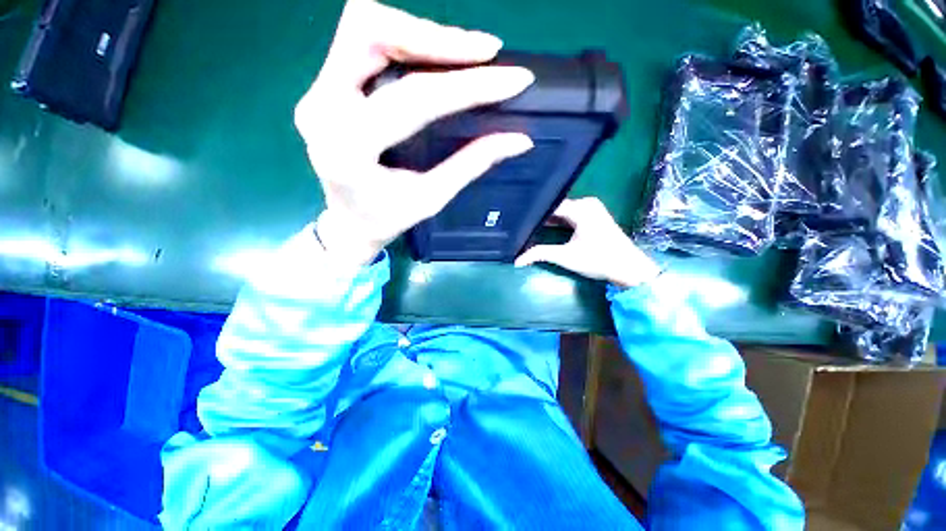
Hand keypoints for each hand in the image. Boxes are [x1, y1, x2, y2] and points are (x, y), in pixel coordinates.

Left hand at [294, 0, 535, 265]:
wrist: (349, 222)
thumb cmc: (387, 219)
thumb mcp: (431, 198)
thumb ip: (470, 164)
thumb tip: (519, 140)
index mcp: (349, 149)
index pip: (414, 100)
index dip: (468, 86)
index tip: (513, 79)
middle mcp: (322, 108)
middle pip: (370, 33)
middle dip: (435, 38)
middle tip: (484, 52)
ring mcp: (317, 90)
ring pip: (365, 28)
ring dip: (421, 35)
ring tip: (466, 54)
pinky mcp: (325, 85)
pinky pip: (364, 42)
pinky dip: (406, 42)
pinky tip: (436, 59)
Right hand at [515, 198, 661, 287]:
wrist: (629, 268)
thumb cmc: (598, 260)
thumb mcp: (565, 256)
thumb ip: (540, 254)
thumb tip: (517, 261)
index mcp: (581, 208)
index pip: (550, 205)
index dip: (533, 212)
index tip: (516, 218)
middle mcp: (586, 203)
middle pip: (556, 206)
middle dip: (539, 215)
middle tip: (520, 221)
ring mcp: (592, 208)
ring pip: (563, 210)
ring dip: (548, 218)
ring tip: (528, 224)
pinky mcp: (594, 216)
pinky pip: (570, 214)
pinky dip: (559, 220)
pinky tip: (545, 226)